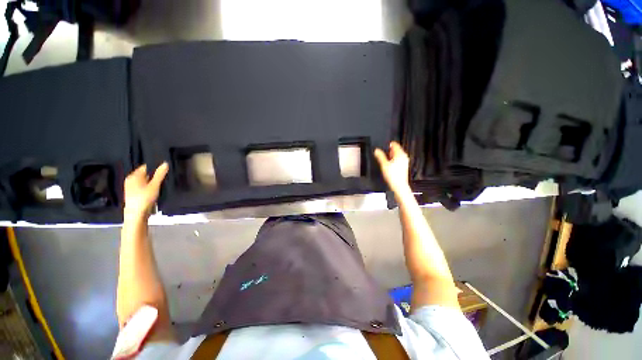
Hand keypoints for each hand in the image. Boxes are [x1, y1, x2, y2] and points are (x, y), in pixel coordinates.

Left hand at [124, 163, 168, 217]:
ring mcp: (130, 187)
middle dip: (153, 175)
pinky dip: (148, 187)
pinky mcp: (133, 194)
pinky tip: (154, 191)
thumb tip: (165, 163)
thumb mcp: (155, 185)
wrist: (136, 214)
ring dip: (151, 181)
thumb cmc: (144, 198)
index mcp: (133, 176)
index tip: (163, 169)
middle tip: (163, 176)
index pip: (145, 166)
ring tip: (159, 184)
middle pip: (144, 174)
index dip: (155, 167)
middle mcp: (130, 180)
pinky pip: (142, 186)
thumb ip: (160, 174)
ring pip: (143, 181)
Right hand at [374, 142, 410, 195]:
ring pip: (396, 155)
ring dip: (390, 157)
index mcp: (400, 154)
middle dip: (389, 151)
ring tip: (385, 161)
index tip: (383, 147)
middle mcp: (404, 157)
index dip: (388, 145)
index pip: (395, 144)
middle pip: (396, 150)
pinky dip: (393, 161)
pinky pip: (398, 160)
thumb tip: (376, 151)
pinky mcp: (403, 166)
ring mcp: (404, 162)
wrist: (399, 186)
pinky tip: (389, 166)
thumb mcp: (384, 165)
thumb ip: (380, 156)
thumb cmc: (393, 176)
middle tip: (383, 155)